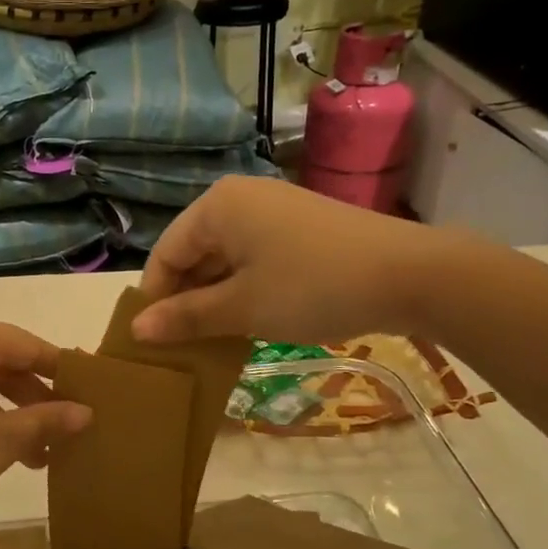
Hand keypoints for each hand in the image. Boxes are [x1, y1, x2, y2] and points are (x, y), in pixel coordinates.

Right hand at [132, 177, 449, 346]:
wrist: (411, 275)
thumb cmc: (311, 286)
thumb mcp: (242, 307)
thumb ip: (186, 317)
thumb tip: (136, 331)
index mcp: (216, 207)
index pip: (165, 254)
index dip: (154, 300)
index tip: (151, 343)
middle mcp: (239, 199)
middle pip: (193, 254)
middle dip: (185, 300)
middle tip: (180, 348)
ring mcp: (273, 211)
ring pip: (224, 259)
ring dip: (214, 300)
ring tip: (211, 342)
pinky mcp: (299, 228)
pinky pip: (253, 259)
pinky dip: (243, 290)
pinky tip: (246, 323)